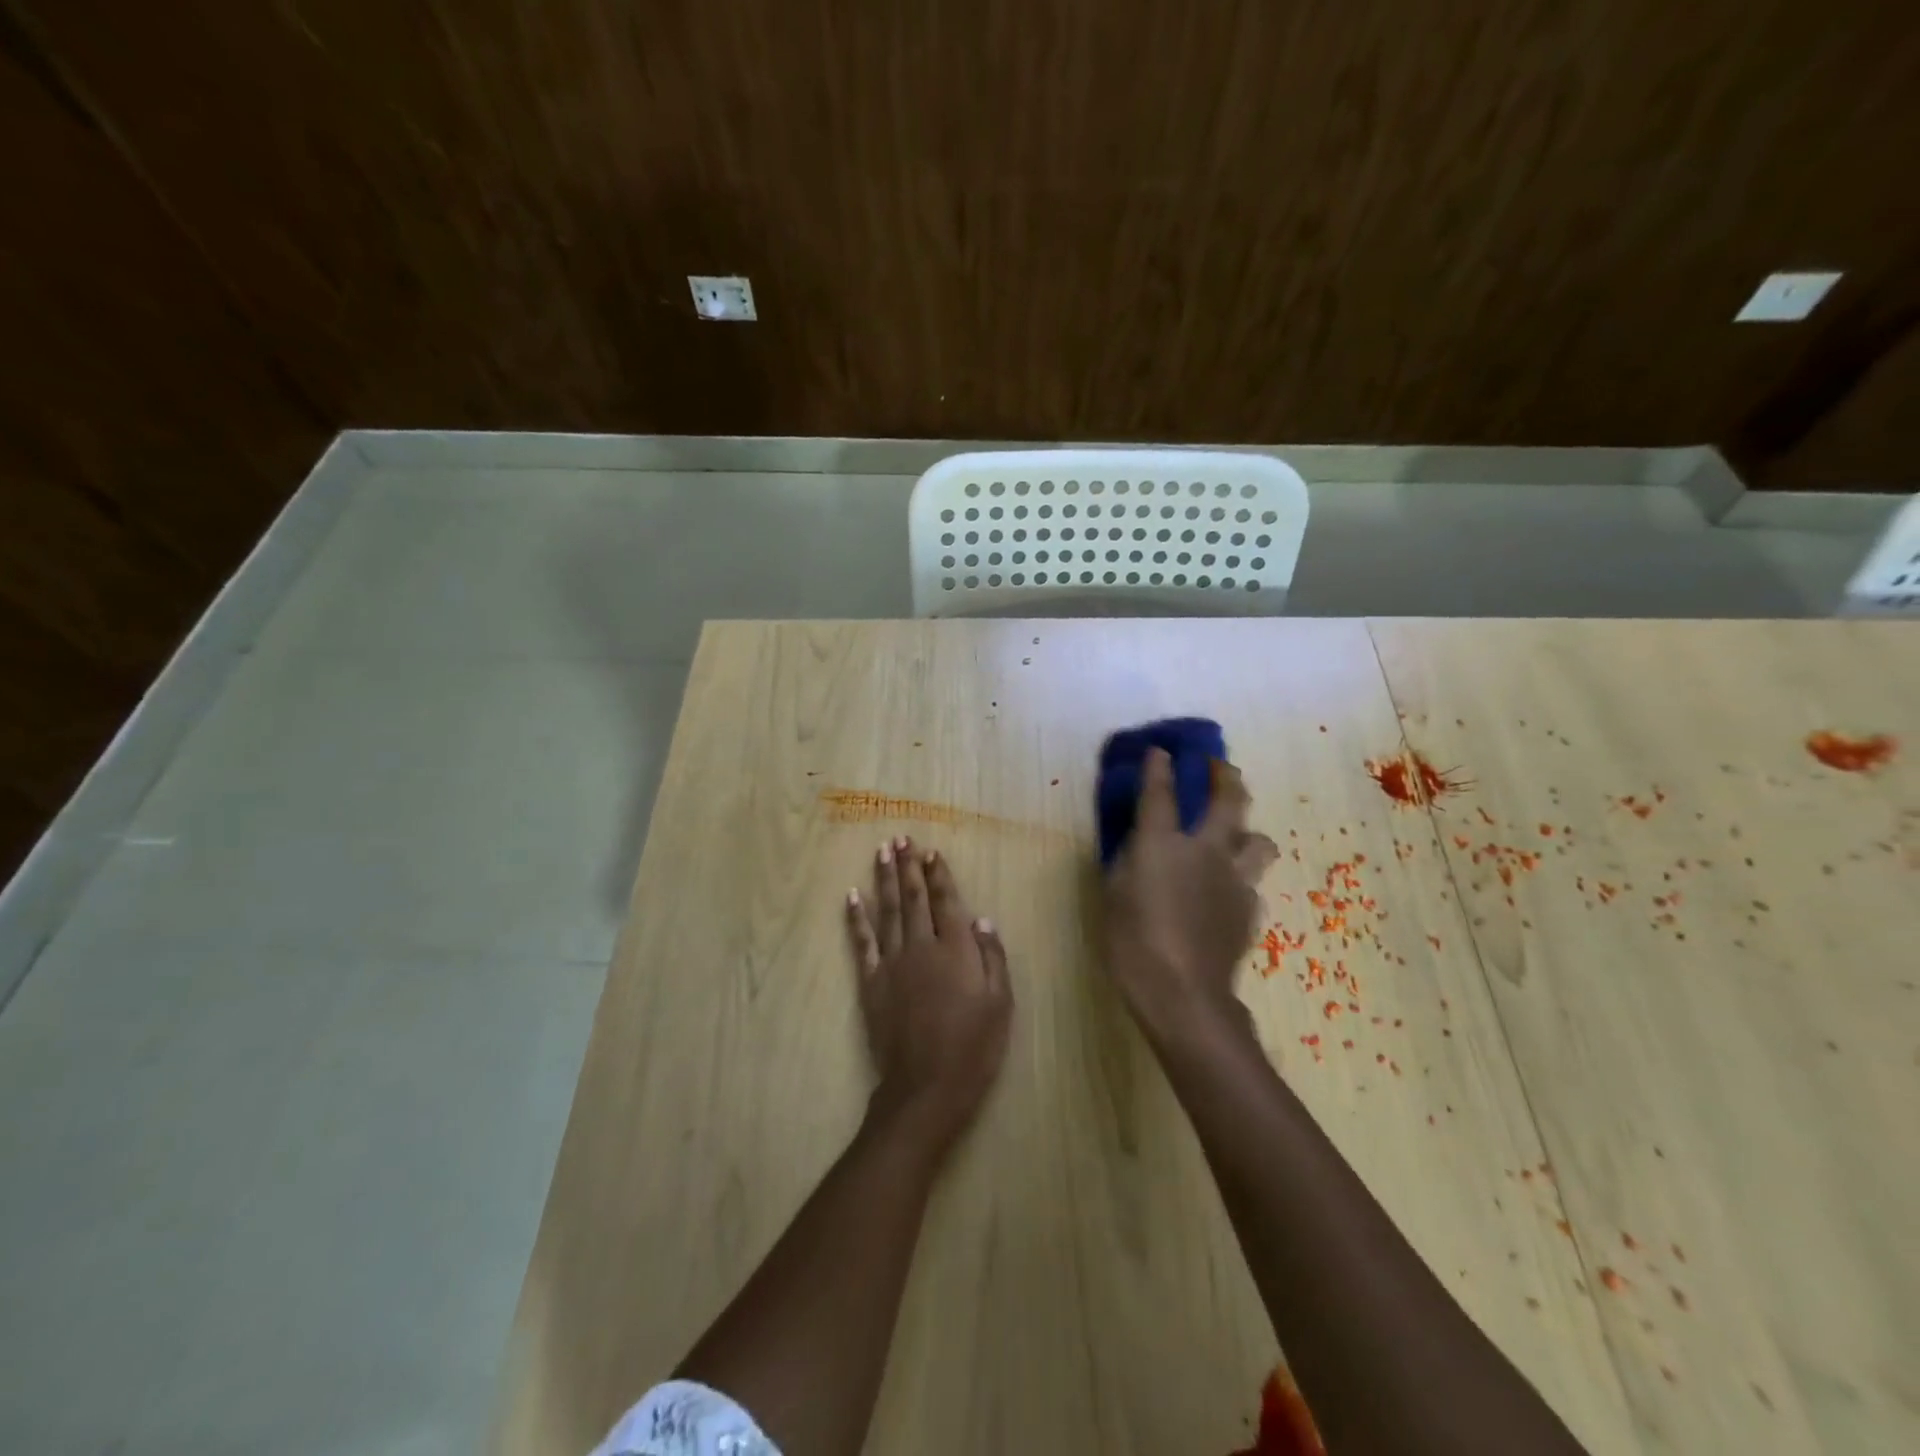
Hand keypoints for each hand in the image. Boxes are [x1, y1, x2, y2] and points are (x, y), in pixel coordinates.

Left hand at [846, 837, 1012, 1153]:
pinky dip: (856, 917)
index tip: (930, 851)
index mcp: (956, 949)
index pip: (946, 901)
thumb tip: (981, 919)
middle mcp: (922, 946)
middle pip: (913, 898)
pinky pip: (862, 942)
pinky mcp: (871, 981)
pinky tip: (851, 895)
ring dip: (884, 879)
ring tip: (882, 852)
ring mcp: (892, 962)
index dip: (938, 874)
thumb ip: (992, 957)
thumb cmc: (973, 1047)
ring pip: (887, 910)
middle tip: (901, 838)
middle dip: (908, 866)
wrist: (926, 1087)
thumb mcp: (1000, 1003)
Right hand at [1102, 749, 1277, 1037]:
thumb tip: (1139, 847)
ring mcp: (1235, 879)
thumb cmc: (1133, 942)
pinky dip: (1239, 879)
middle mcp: (1205, 851)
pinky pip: (1250, 882)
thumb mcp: (1114, 895)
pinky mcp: (1249, 909)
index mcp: (1163, 844)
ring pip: (1259, 841)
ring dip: (1247, 832)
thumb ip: (1128, 862)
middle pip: (1230, 801)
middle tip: (1220, 767)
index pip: (1161, 793)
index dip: (1159, 767)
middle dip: (1226, 776)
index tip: (1161, 750)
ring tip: (1234, 837)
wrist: (1183, 993)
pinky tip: (1225, 892)